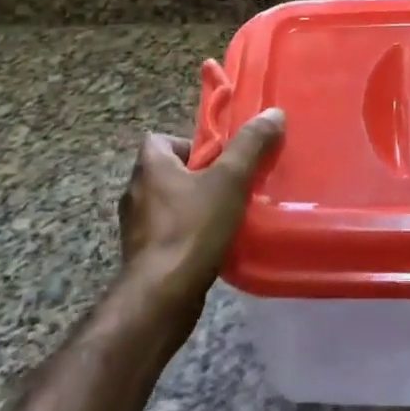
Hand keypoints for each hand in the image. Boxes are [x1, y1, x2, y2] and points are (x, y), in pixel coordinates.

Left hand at [116, 109, 284, 341]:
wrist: (161, 297)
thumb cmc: (192, 229)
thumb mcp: (229, 181)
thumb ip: (250, 146)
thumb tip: (273, 113)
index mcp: (149, 166)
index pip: (162, 139)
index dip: (191, 143)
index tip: (220, 158)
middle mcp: (135, 192)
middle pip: (169, 171)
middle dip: (199, 176)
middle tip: (232, 185)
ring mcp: (136, 227)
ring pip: (170, 204)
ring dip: (195, 206)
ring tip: (228, 216)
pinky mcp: (143, 256)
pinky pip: (169, 233)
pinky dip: (189, 234)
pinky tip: (214, 245)